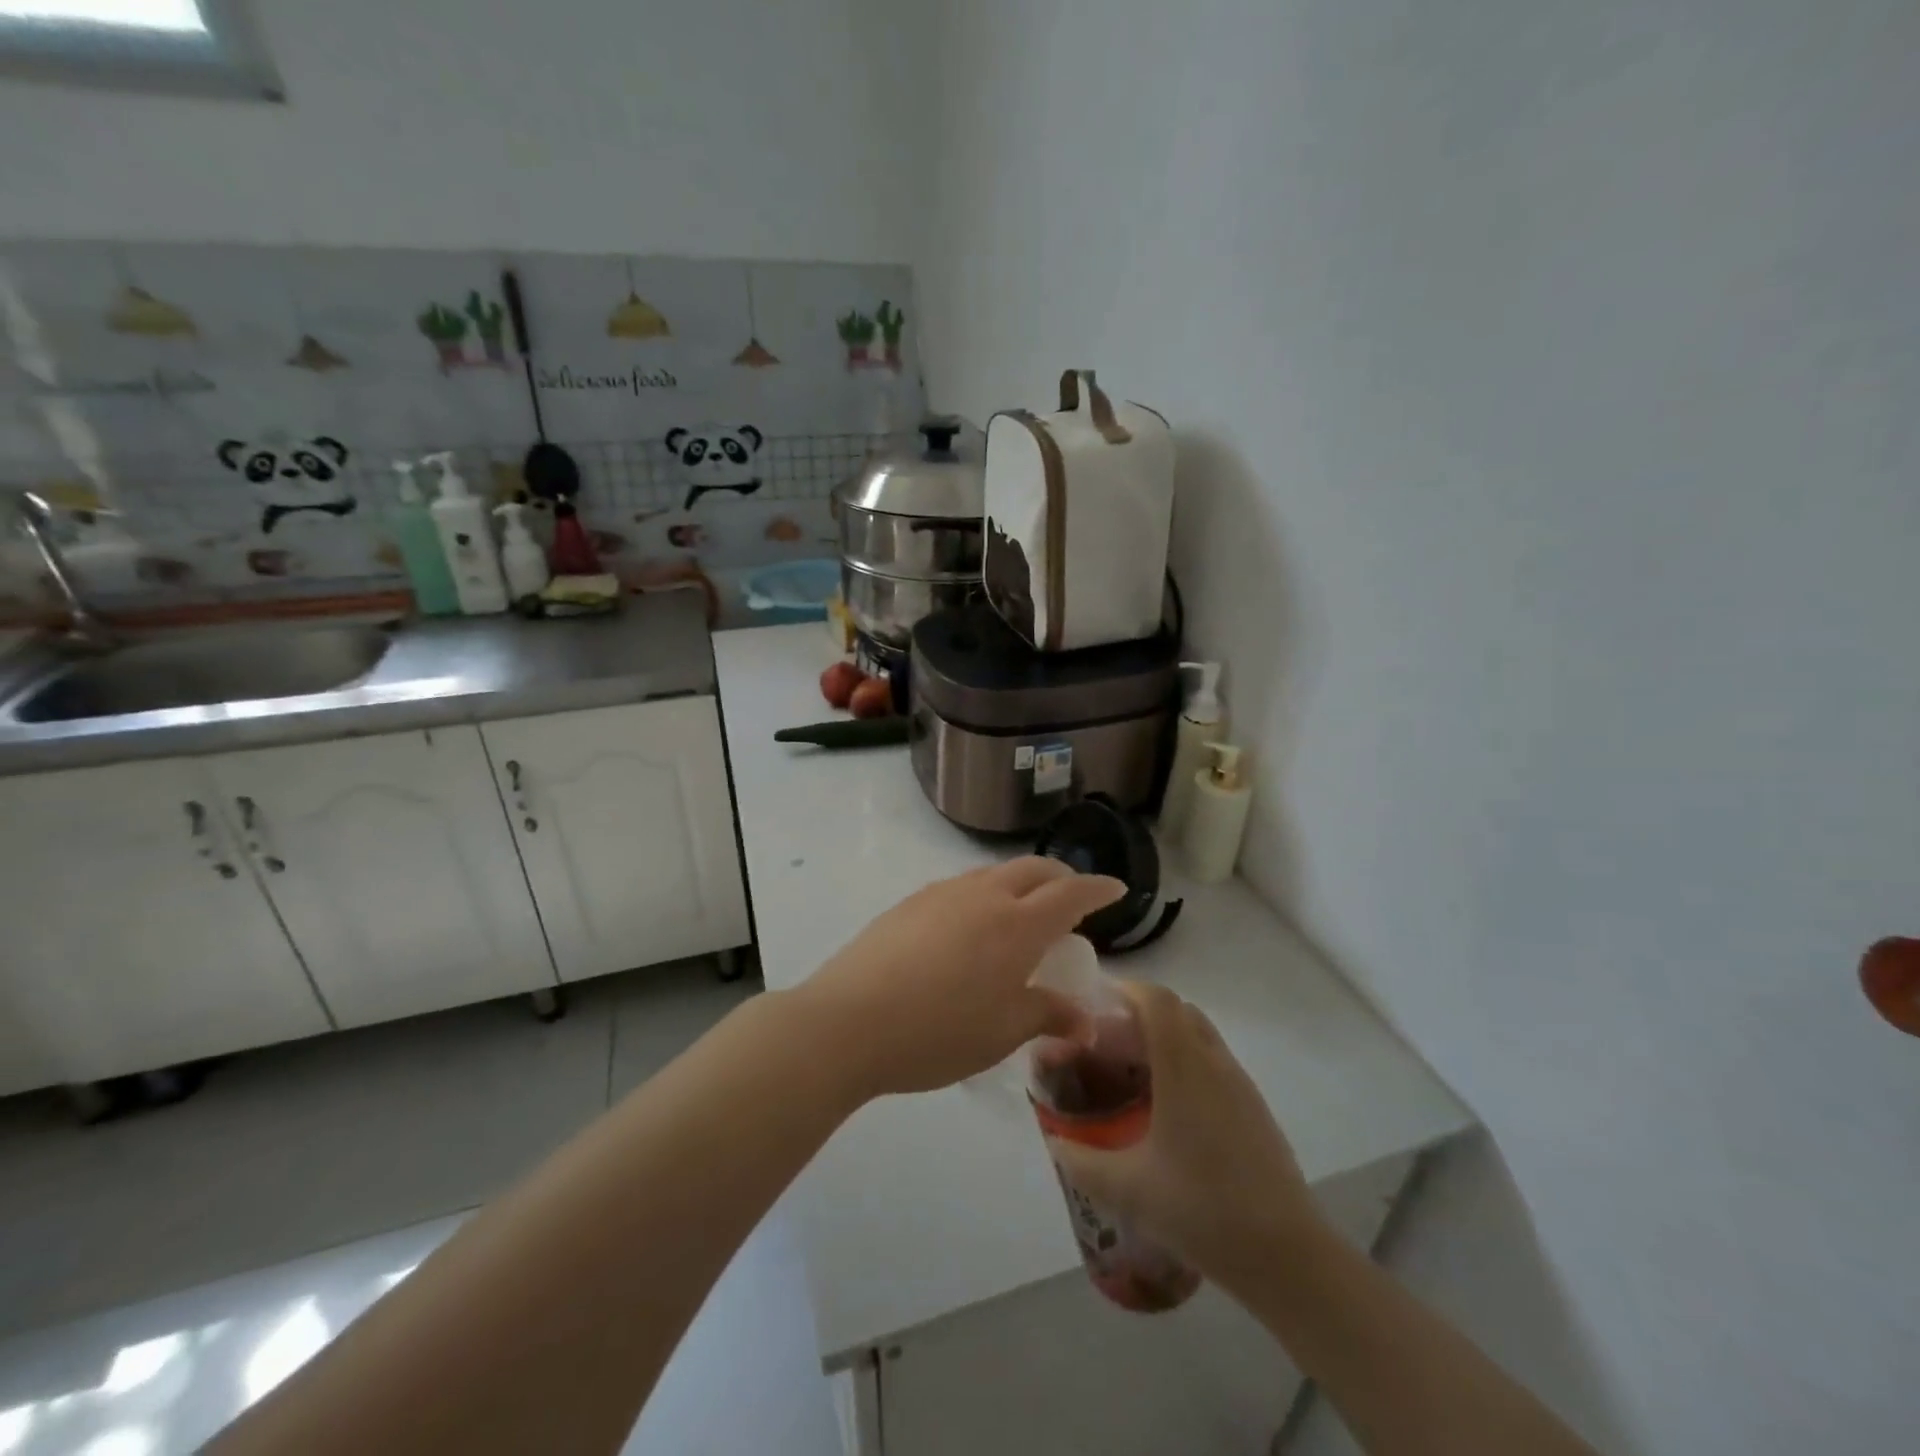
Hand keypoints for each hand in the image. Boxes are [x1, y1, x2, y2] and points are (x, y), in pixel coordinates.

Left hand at [794, 859, 1125, 1098]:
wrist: (848, 1021)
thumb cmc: (939, 1032)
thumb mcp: (1003, 1032)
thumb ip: (1048, 1016)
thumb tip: (1084, 1021)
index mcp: (1017, 924)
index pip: (1070, 893)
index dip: (1097, 889)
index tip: (1116, 889)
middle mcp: (983, 896)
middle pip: (1032, 869)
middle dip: (1060, 876)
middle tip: (1071, 898)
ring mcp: (941, 894)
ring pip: (993, 874)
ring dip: (1018, 884)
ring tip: (1020, 914)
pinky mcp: (909, 903)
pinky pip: (961, 888)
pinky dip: (983, 895)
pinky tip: (970, 928)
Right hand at [1045, 981, 1327, 1287]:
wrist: (1289, 1258)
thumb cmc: (1202, 1210)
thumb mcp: (1126, 1189)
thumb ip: (1080, 1160)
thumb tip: (1054, 1140)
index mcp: (1183, 1066)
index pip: (1156, 999)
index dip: (1124, 990)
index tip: (1093, 1006)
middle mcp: (1214, 1062)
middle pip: (1177, 1010)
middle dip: (1139, 1014)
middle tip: (1106, 1043)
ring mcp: (1240, 1085)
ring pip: (1198, 1035)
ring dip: (1164, 1039)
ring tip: (1131, 1074)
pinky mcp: (1254, 1109)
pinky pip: (1213, 1063)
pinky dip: (1185, 1063)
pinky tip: (1166, 1109)